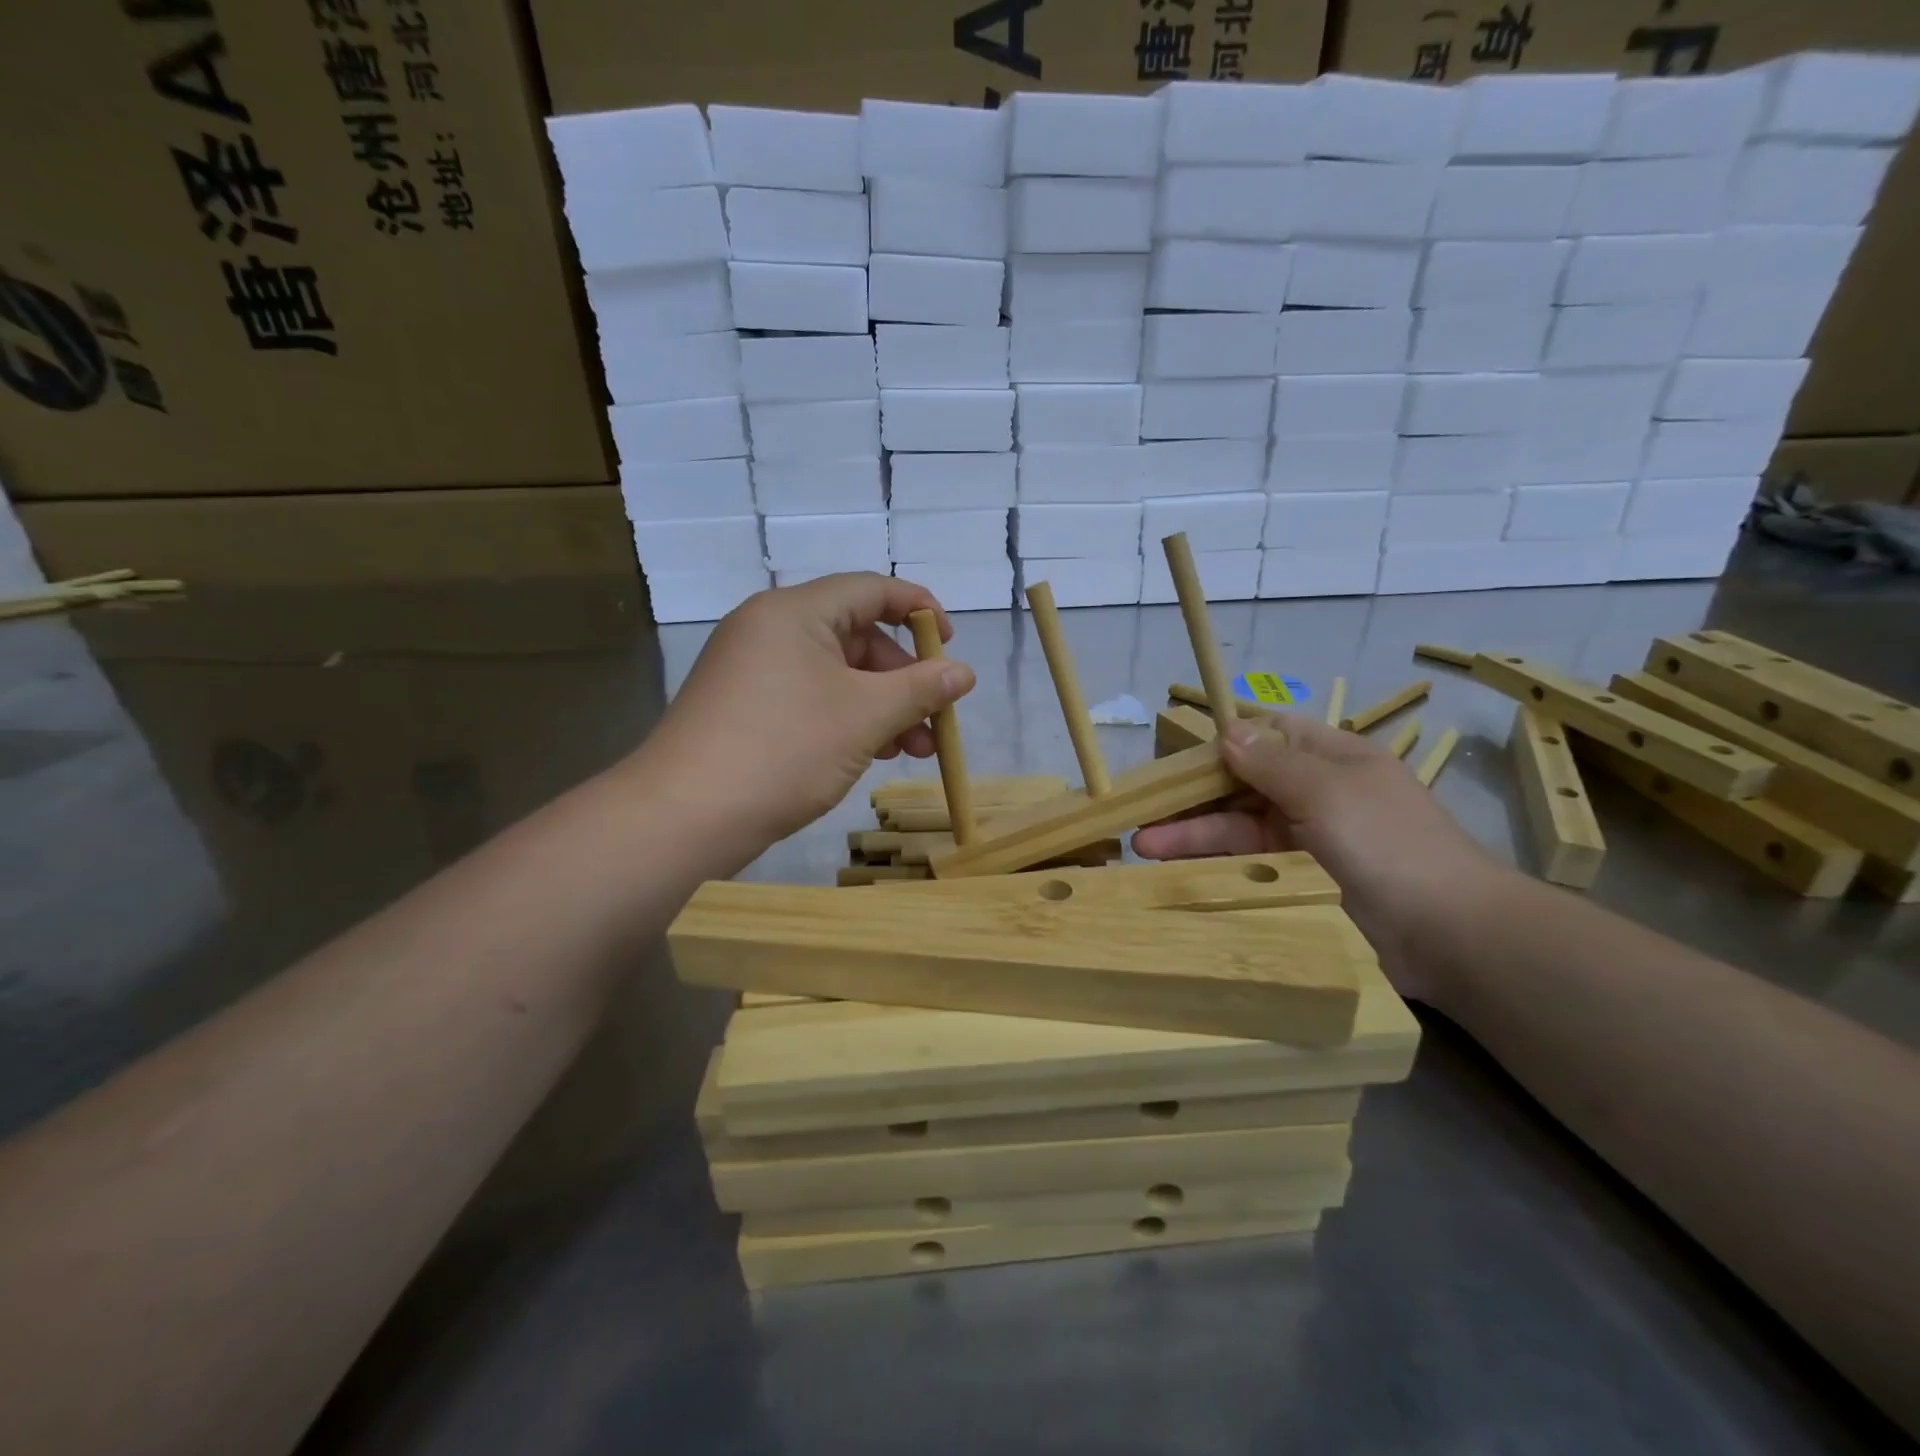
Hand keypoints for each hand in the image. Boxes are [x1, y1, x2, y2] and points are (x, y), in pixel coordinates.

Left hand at [644, 572, 975, 853]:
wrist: (685, 816)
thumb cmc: (785, 749)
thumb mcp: (865, 716)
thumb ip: (921, 689)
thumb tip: (964, 673)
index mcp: (794, 612)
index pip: (870, 589)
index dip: (920, 610)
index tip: (951, 645)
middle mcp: (769, 630)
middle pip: (856, 636)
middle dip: (904, 678)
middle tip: (937, 719)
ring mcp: (752, 671)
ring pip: (835, 675)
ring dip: (882, 706)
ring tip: (916, 750)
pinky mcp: (744, 709)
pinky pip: (810, 699)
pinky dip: (847, 719)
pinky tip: (872, 754)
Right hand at [1132, 713, 1506, 1001]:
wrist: (1447, 935)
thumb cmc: (1387, 844)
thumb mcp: (1327, 791)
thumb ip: (1271, 762)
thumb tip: (1226, 730)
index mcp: (1331, 759)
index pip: (1270, 735)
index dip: (1225, 740)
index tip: (1177, 751)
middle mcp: (1314, 795)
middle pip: (1242, 785)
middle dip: (1194, 794)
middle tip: (1142, 807)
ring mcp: (1305, 842)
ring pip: (1237, 829)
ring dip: (1192, 834)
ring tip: (1143, 846)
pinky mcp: (1296, 883)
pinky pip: (1246, 867)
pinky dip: (1212, 866)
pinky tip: (1175, 872)